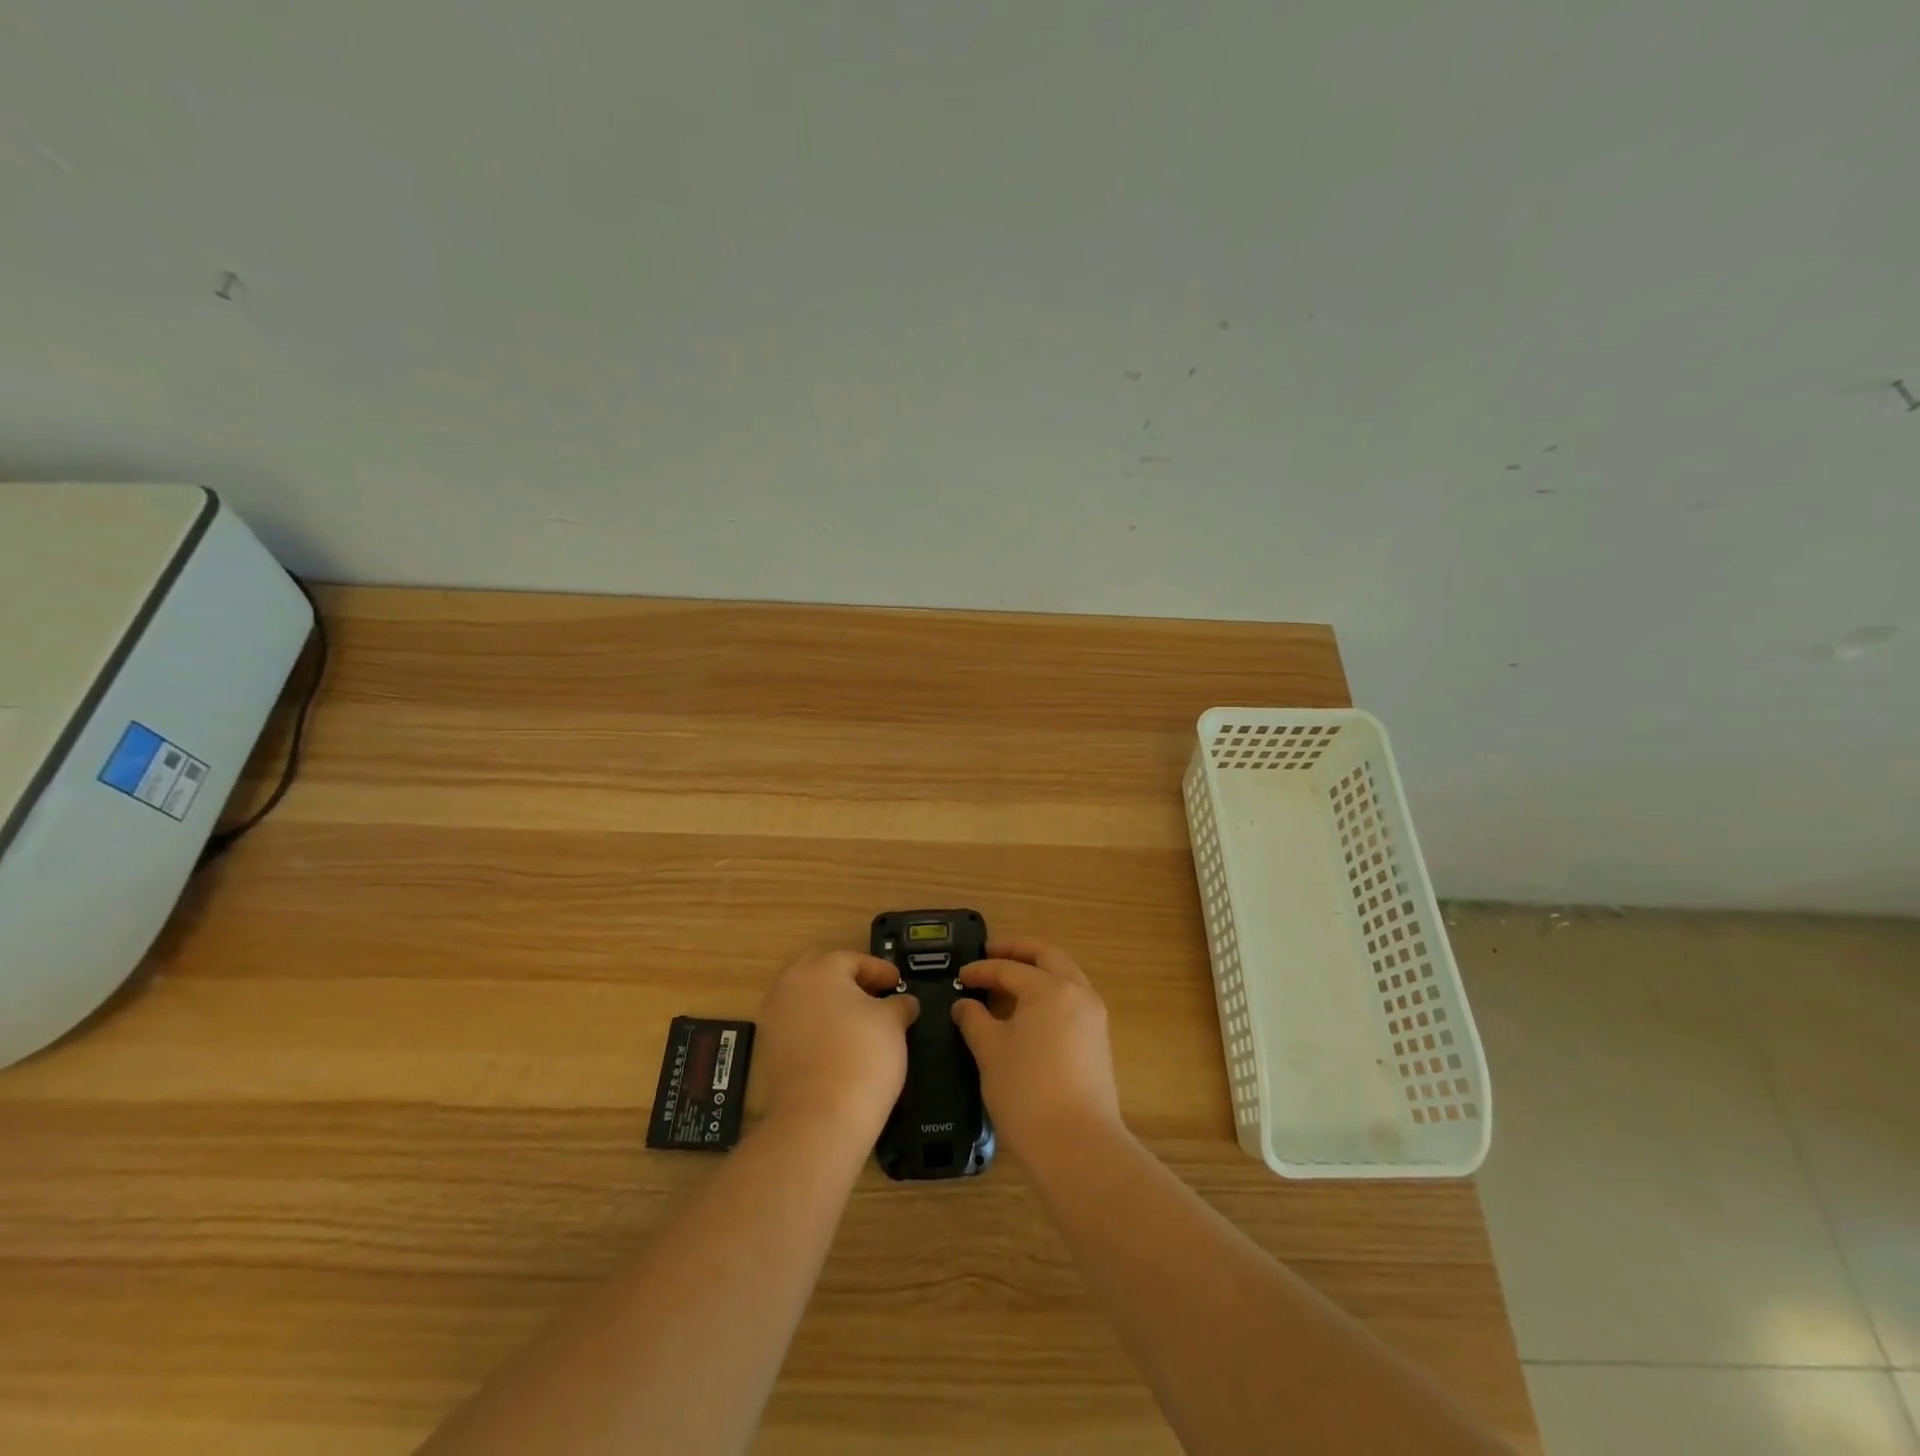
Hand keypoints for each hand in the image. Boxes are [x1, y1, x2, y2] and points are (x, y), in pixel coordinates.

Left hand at [754, 950, 918, 1138]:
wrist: (820, 1118)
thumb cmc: (863, 1057)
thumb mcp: (893, 1024)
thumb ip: (899, 1004)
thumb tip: (903, 1002)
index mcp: (821, 969)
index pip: (855, 960)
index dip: (881, 971)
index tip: (897, 982)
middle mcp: (790, 985)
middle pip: (822, 971)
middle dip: (848, 978)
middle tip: (873, 994)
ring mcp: (774, 1017)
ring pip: (806, 997)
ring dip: (829, 1002)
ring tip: (857, 1020)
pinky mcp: (768, 1049)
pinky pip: (796, 1024)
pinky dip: (816, 1026)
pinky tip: (837, 1042)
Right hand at [952, 937, 1122, 1160]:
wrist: (1077, 1145)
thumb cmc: (1026, 1092)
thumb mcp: (990, 1051)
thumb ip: (974, 1020)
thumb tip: (965, 1004)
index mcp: (1050, 988)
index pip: (1009, 969)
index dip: (982, 970)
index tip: (960, 975)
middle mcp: (1078, 992)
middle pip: (1047, 955)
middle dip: (1018, 950)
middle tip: (991, 952)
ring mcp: (1093, 1016)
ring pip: (1065, 975)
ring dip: (1038, 969)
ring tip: (1009, 979)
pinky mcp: (1098, 1039)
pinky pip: (1072, 998)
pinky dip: (1050, 991)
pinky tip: (1029, 1009)